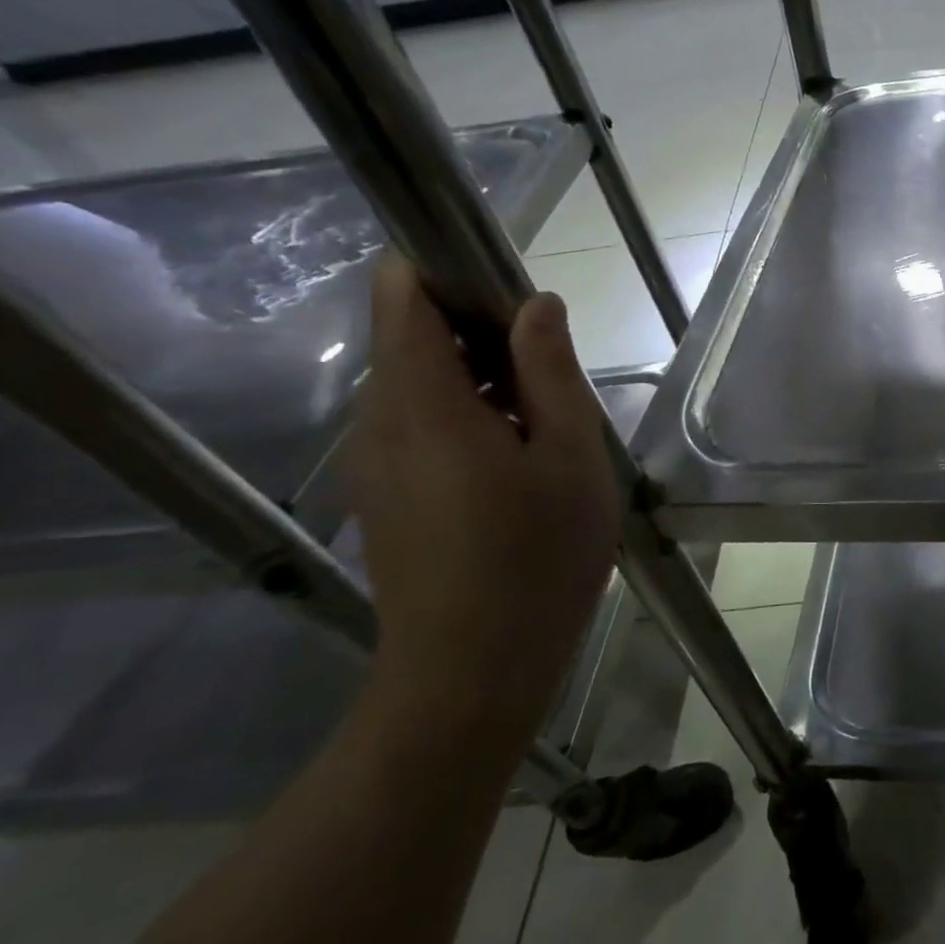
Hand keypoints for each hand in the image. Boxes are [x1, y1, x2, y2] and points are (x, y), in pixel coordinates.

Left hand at [349, 257, 616, 745]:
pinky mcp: (385, 494)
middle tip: (553, 376)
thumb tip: (537, 305)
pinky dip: (466, 419)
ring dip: (481, 380)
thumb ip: (552, 370)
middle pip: (413, 336)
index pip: (401, 292)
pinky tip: (518, 466)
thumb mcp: (571, 455)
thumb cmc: (536, 556)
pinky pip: (418, 425)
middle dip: (482, 333)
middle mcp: (378, 419)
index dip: (452, 273)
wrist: (473, 670)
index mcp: (422, 398)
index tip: (516, 299)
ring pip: (421, 384)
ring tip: (545, 426)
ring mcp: (374, 460)